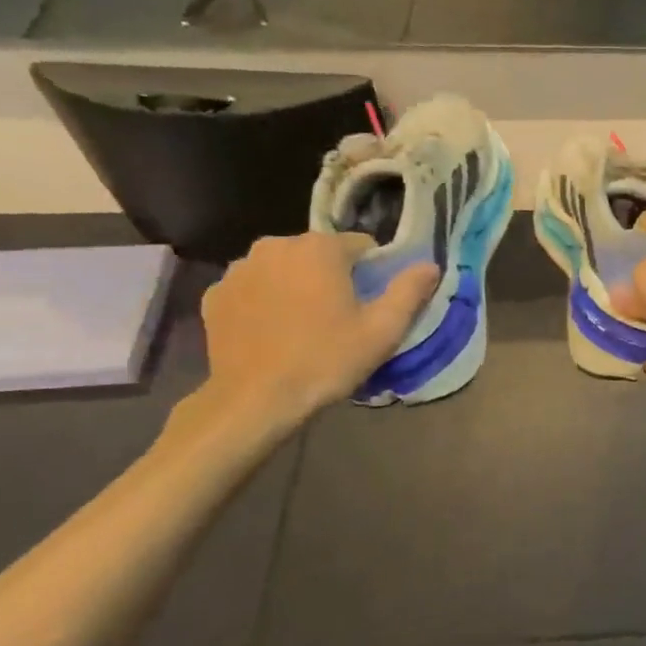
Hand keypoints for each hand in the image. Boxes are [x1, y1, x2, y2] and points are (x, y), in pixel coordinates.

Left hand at [198, 233, 437, 422]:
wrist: (255, 400)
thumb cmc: (326, 360)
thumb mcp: (383, 330)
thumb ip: (409, 291)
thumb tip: (430, 265)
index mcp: (320, 248)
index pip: (361, 246)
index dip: (372, 273)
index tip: (370, 305)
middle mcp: (275, 245)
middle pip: (319, 254)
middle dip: (332, 277)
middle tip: (339, 319)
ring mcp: (239, 269)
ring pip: (283, 269)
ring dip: (296, 287)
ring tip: (303, 327)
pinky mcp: (214, 295)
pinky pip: (253, 288)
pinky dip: (265, 302)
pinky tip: (272, 333)